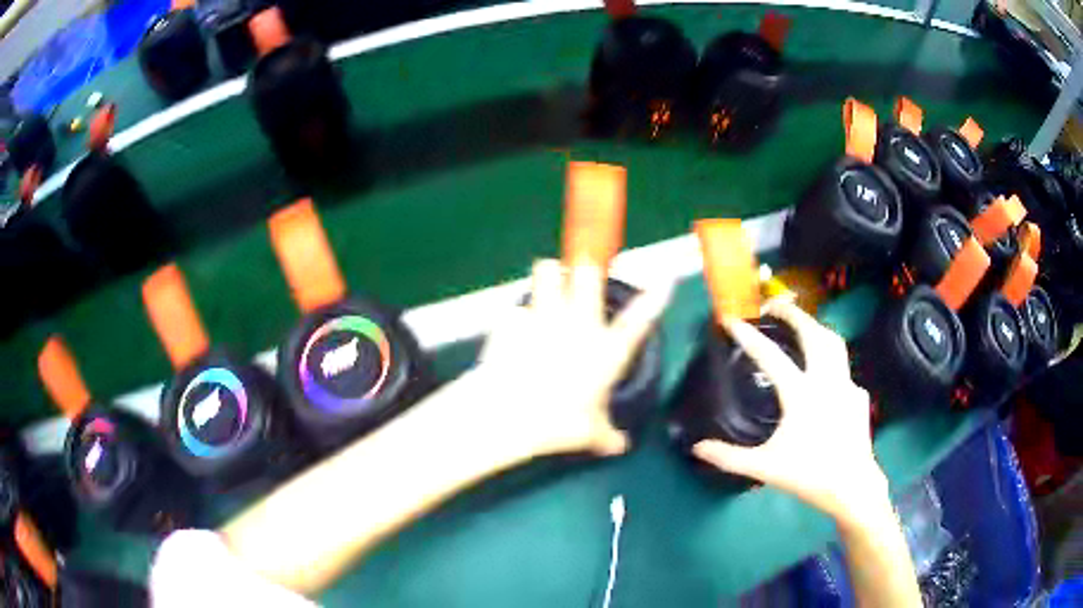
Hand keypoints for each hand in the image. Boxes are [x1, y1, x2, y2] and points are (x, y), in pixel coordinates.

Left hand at [469, 258, 671, 457]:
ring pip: (548, 270)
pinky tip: (513, 332)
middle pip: (588, 273)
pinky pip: (517, 307)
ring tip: (547, 286)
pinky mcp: (513, 319)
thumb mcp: (589, 434)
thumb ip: (607, 436)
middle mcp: (580, 325)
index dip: (655, 297)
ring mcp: (544, 316)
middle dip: (585, 271)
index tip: (666, 279)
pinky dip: (517, 316)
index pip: (640, 319)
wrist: (509, 413)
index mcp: (606, 351)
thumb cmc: (558, 423)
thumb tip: (620, 446)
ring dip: (550, 274)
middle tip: (580, 280)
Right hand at [692, 299, 886, 522]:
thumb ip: (729, 457)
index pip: (770, 356)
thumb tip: (697, 448)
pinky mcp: (858, 395)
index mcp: (801, 393)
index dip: (748, 336)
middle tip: (774, 306)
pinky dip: (830, 363)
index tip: (731, 320)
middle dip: (793, 313)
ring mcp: (846, 384)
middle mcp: (826, 380)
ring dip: (815, 328)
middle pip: (812, 332)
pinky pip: (843, 370)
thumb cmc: (808, 474)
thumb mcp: (764, 467)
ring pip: (833, 343)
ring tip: (803, 327)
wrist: (852, 486)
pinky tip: (824, 378)